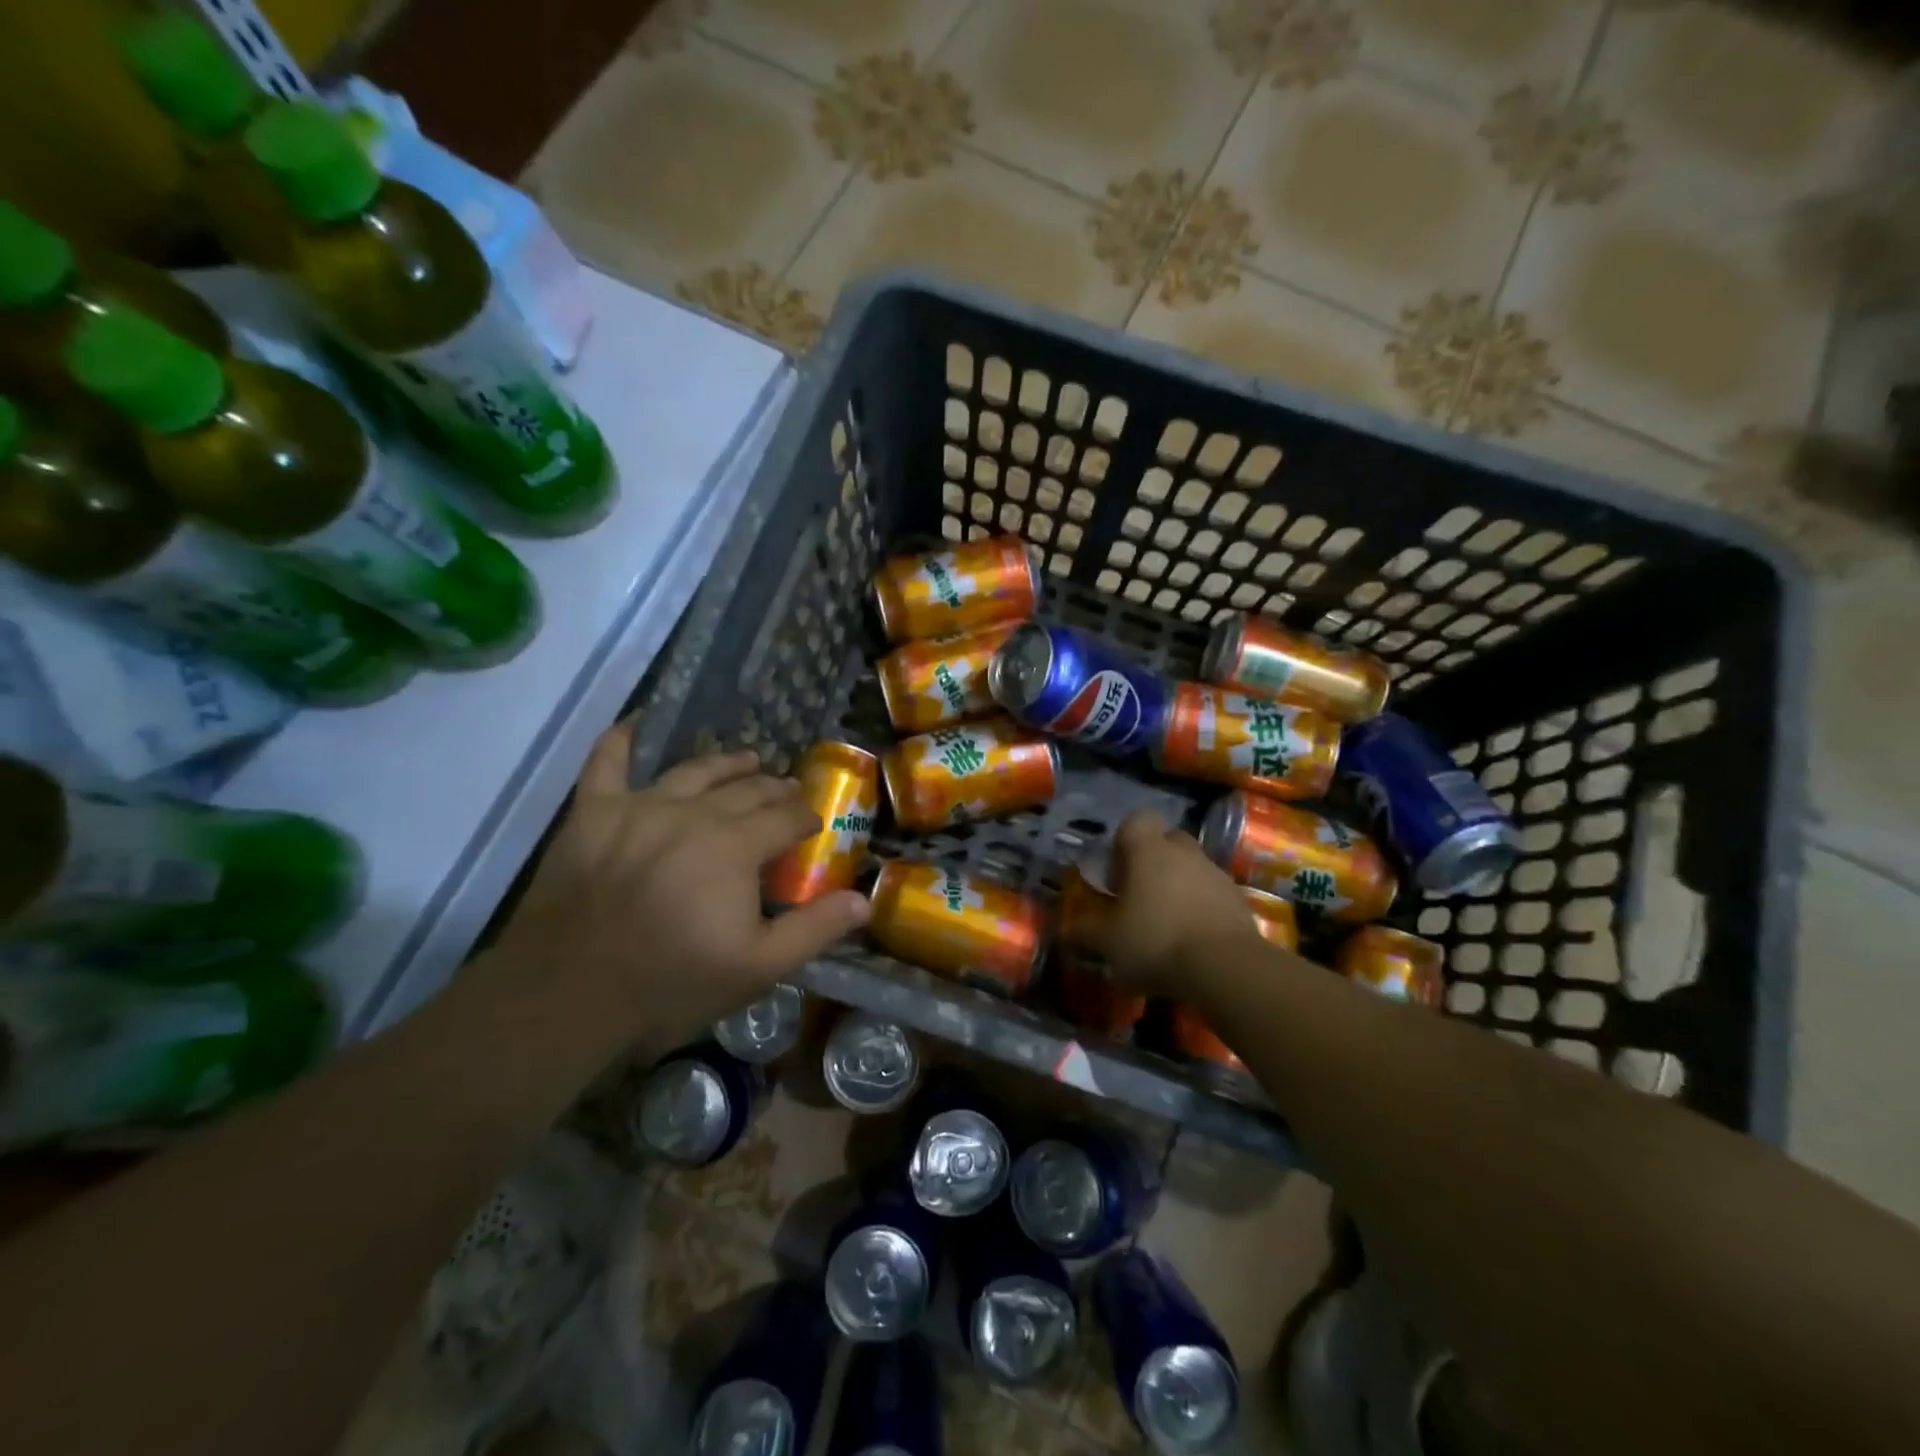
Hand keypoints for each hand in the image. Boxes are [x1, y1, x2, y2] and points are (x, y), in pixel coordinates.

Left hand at [495, 722, 869, 1050]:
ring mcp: (639, 807)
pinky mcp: (592, 813)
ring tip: (746, 759)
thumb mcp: (758, 968)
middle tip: (788, 792)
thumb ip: (815, 929)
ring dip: (726, 763)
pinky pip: (606, 762)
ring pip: (694, 770)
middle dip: (774, 789)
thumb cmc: (671, 982)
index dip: (806, 818)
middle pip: (746, 790)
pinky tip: (635, 723)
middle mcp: (694, 812)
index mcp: (736, 845)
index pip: (787, 817)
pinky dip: (622, 739)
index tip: (816, 823)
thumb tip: (865, 898)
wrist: (567, 997)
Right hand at [1093, 811, 1268, 989]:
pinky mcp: (1239, 901)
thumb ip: (1086, 931)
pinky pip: (1213, 895)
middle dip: (1153, 861)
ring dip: (1179, 886)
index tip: (1116, 869)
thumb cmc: (1156, 940)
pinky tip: (1192, 939)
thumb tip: (1068, 930)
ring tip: (1166, 923)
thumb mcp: (1109, 941)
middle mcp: (1185, 852)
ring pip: (1192, 868)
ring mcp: (1217, 874)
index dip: (1124, 839)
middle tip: (1139, 894)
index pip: (1137, 821)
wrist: (1225, 968)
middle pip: (1168, 841)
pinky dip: (1201, 908)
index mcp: (1149, 850)